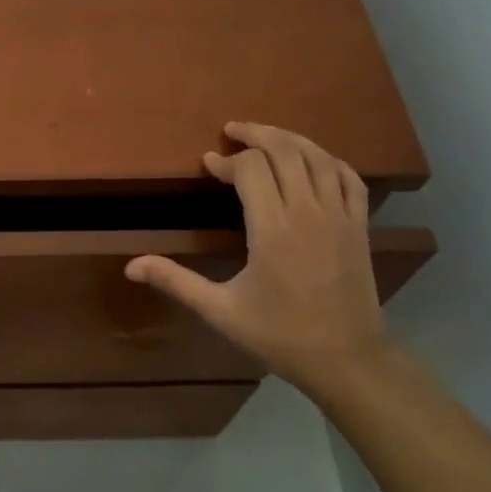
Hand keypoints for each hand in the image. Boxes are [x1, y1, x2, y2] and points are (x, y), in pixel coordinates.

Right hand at [125, 122, 388, 398]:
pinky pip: (348, 178)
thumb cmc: (280, 335)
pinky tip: (313, 159)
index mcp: (272, 229)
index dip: (226, 161)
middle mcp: (308, 212)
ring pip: (317, 157)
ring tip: (266, 136)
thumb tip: (131, 266)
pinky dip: (328, 160)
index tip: (208, 164)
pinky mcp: (359, 226)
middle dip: (257, 134)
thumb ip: (176, 282)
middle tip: (232, 131)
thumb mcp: (220, 311)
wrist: (346, 360)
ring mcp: (339, 216)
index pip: (251, 170)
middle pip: (284, 150)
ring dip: (290, 139)